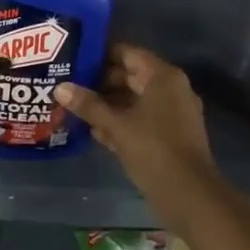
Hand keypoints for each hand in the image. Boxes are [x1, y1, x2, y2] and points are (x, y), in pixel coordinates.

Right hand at [55, 44, 213, 180]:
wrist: (190, 196)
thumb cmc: (154, 150)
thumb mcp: (117, 126)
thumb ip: (89, 105)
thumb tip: (60, 87)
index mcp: (163, 77)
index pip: (128, 53)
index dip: (100, 54)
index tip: (75, 58)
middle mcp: (171, 88)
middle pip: (131, 76)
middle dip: (100, 82)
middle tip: (69, 85)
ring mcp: (174, 113)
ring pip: (135, 99)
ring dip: (108, 104)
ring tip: (76, 108)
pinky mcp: (171, 135)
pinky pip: (142, 118)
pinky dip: (121, 121)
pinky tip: (95, 131)